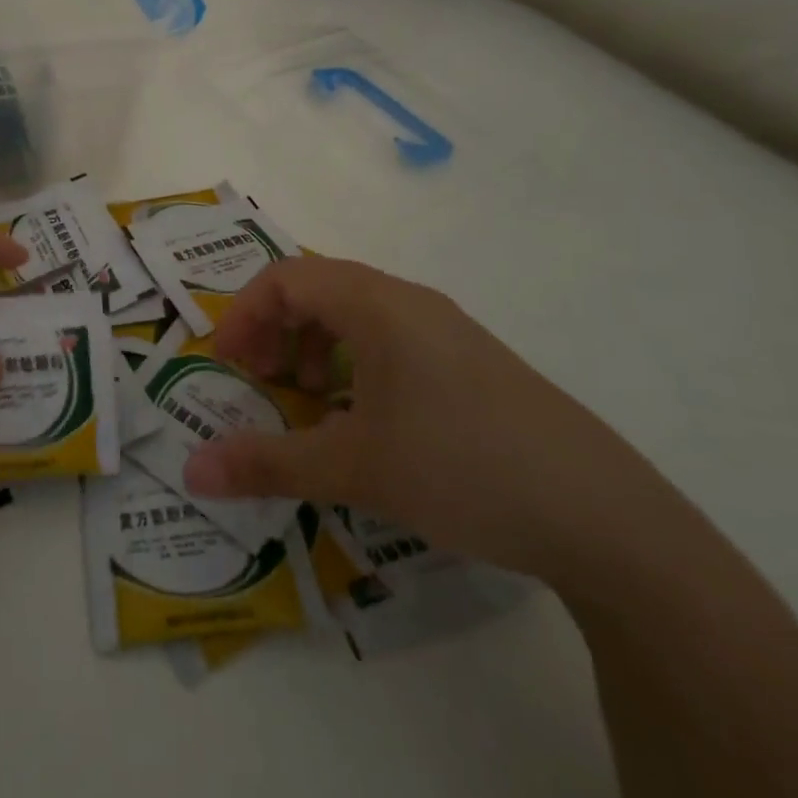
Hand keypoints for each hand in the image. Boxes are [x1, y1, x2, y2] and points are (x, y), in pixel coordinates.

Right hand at [180, 257, 678, 587]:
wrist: (606, 520)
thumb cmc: (463, 468)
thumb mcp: (354, 468)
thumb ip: (266, 463)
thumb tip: (191, 471)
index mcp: (377, 304)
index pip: (286, 277)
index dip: (245, 315)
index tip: (230, 366)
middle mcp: (410, 302)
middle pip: (318, 289)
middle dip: (276, 331)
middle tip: (260, 383)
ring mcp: (447, 330)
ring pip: (356, 314)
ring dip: (315, 347)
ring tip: (309, 403)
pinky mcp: (472, 363)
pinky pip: (392, 340)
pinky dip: (355, 365)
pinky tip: (365, 421)